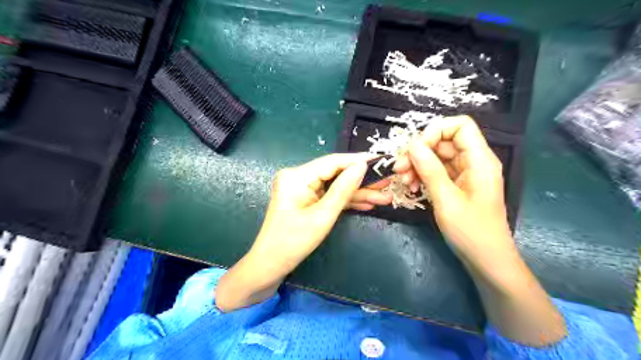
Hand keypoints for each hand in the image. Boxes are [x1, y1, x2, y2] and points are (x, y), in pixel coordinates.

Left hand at [218, 154, 393, 310]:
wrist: (269, 266)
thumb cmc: (292, 243)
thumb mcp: (322, 217)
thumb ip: (343, 190)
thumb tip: (362, 167)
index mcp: (297, 176)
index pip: (333, 162)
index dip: (358, 161)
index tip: (381, 160)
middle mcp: (298, 177)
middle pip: (336, 174)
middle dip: (362, 181)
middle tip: (388, 182)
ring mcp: (302, 189)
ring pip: (335, 187)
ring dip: (358, 193)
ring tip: (384, 197)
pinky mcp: (306, 200)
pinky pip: (329, 197)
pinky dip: (346, 201)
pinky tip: (367, 204)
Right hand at [396, 116, 564, 345]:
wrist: (486, 260)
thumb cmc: (471, 232)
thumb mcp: (446, 200)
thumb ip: (430, 170)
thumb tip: (412, 145)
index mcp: (479, 160)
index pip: (460, 126)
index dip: (435, 131)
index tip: (415, 149)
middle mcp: (473, 161)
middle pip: (443, 141)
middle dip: (419, 151)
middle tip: (399, 169)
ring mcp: (465, 173)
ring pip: (437, 156)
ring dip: (417, 165)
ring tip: (403, 181)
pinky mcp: (457, 184)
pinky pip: (437, 171)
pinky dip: (422, 176)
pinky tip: (412, 188)